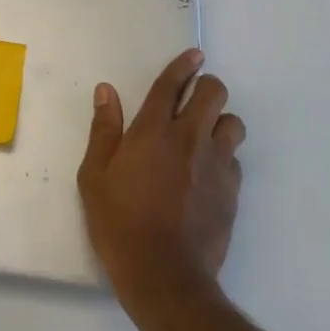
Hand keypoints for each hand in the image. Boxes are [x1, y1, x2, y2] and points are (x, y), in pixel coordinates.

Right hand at [77, 49, 245, 301]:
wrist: (164, 275)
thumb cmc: (119, 222)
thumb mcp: (94, 176)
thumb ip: (103, 130)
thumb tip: (106, 91)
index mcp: (153, 131)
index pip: (171, 85)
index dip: (183, 65)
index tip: (193, 55)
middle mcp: (190, 139)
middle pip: (214, 94)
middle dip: (206, 87)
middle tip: (194, 98)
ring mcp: (216, 165)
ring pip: (233, 123)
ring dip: (220, 122)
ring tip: (204, 135)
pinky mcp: (232, 192)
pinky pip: (235, 160)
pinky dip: (224, 156)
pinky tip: (208, 173)